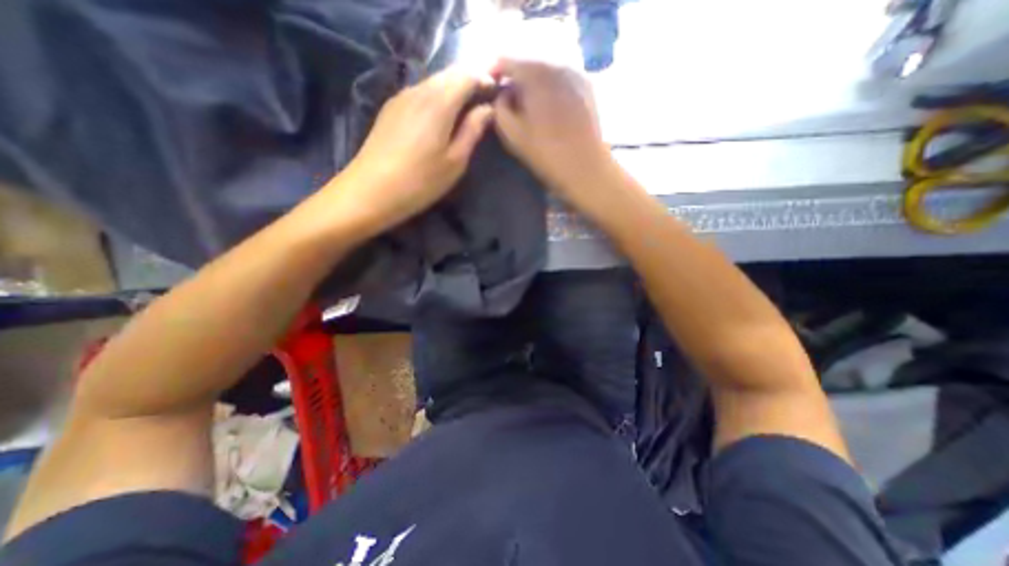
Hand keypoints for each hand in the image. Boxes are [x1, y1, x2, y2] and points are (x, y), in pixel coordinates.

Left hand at [311, 66, 495, 240]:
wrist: (371, 191)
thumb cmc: (420, 181)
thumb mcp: (455, 161)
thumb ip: (472, 131)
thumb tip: (487, 110)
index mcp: (439, 102)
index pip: (467, 75)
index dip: (485, 80)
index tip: (496, 94)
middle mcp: (418, 90)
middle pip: (449, 74)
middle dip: (470, 82)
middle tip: (484, 102)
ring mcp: (401, 97)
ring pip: (433, 82)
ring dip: (453, 90)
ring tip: (465, 110)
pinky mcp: (390, 109)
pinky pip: (420, 93)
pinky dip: (436, 98)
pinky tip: (440, 118)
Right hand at [493, 61, 619, 213]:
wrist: (586, 168)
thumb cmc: (546, 154)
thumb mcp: (513, 135)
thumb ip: (500, 108)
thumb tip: (502, 94)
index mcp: (535, 74)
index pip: (505, 61)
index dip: (493, 73)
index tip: (488, 88)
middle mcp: (556, 64)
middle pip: (527, 64)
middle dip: (514, 79)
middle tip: (507, 100)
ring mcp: (575, 73)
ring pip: (545, 70)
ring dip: (533, 83)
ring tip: (527, 104)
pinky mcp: (587, 87)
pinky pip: (561, 79)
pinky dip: (550, 87)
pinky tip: (548, 106)